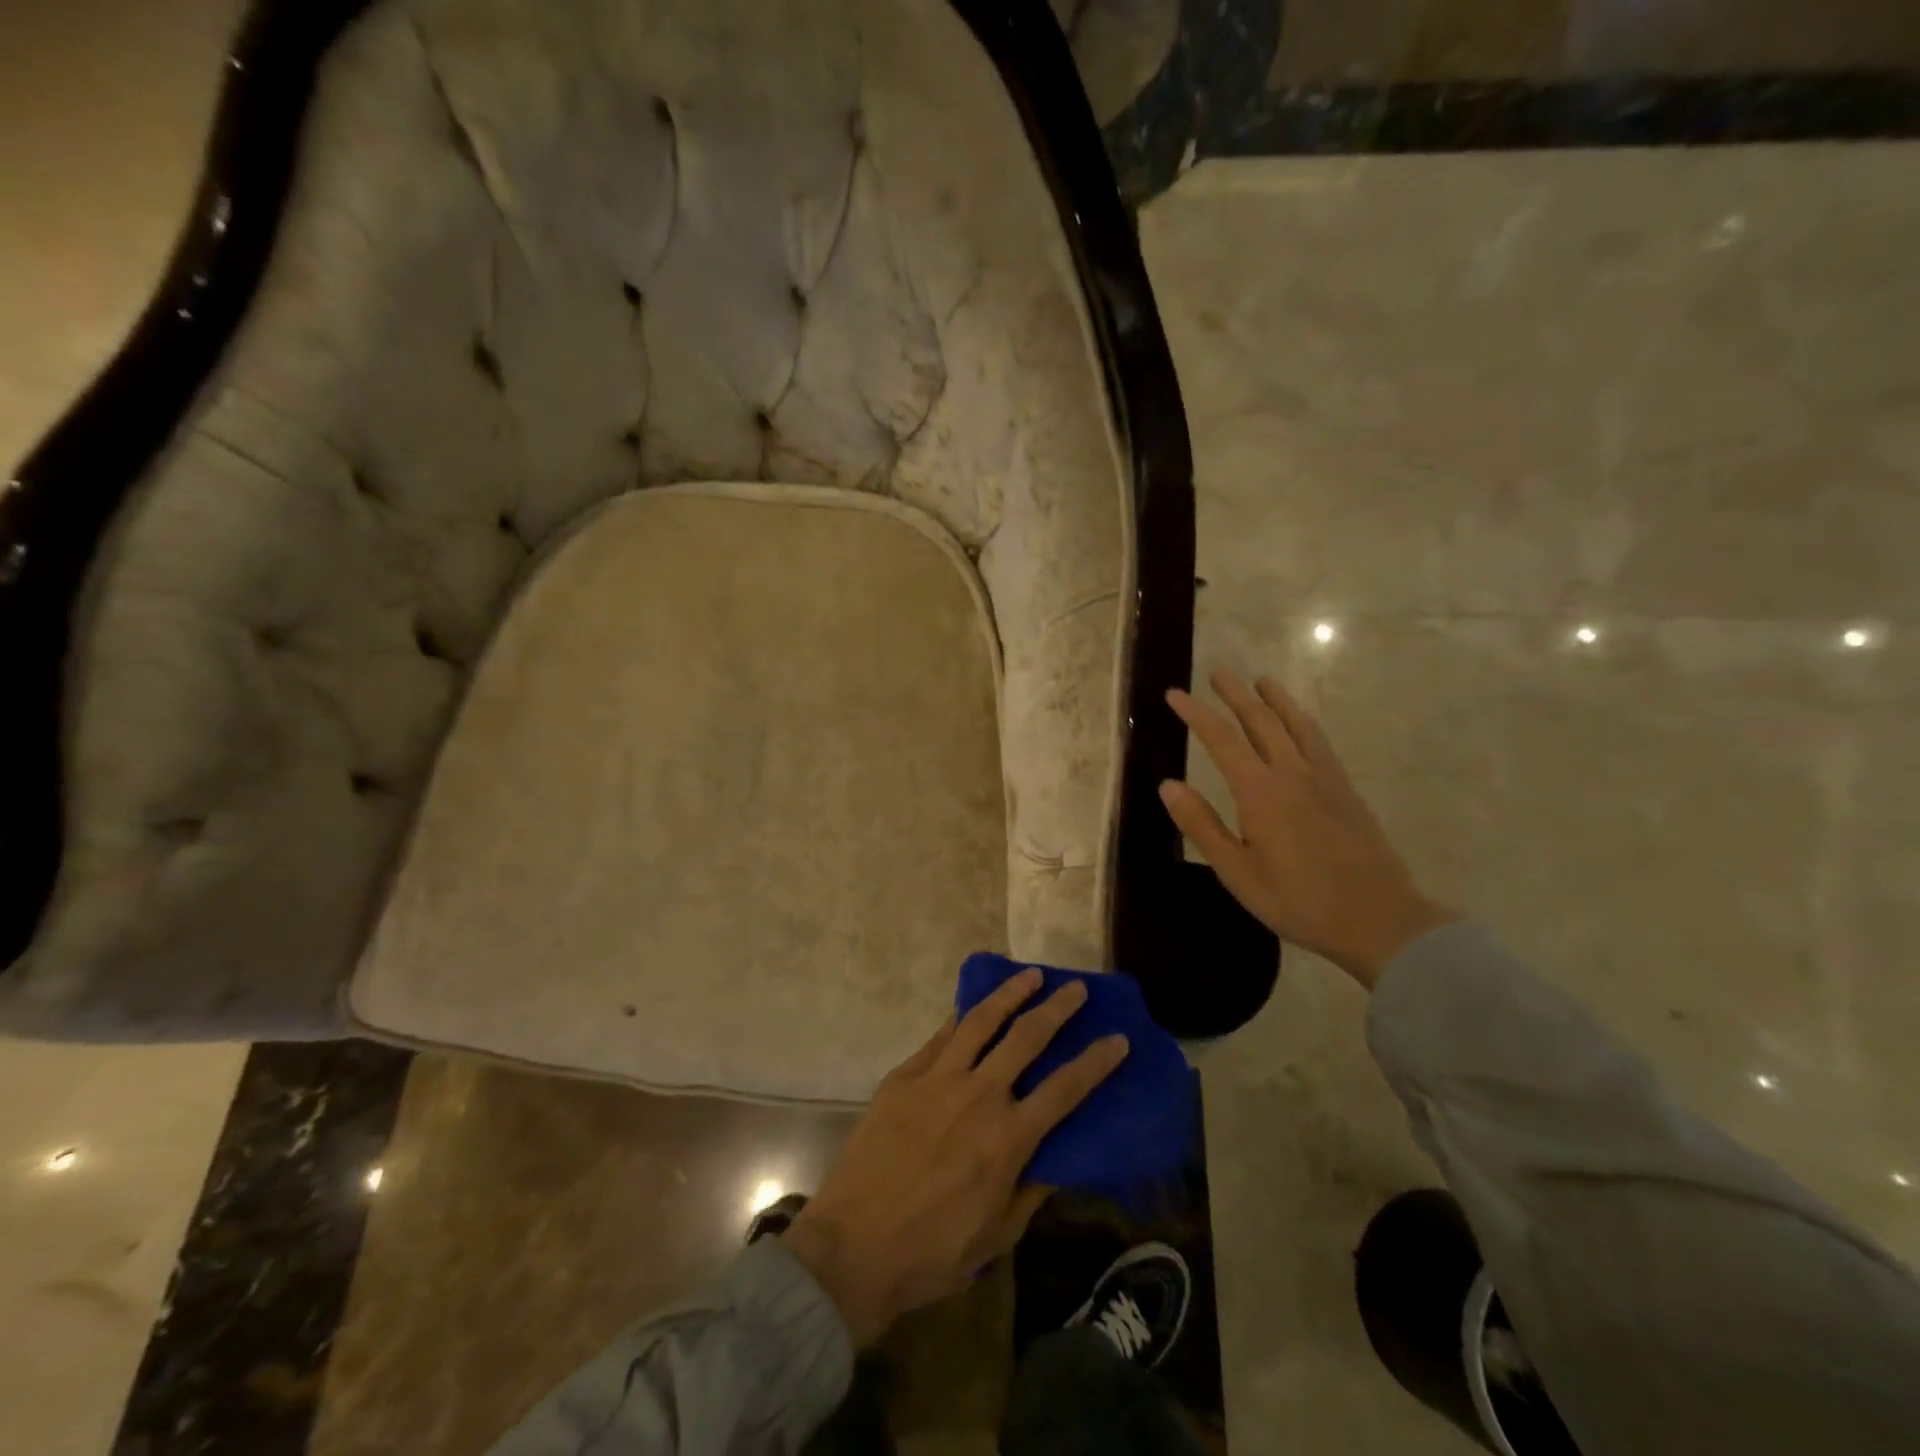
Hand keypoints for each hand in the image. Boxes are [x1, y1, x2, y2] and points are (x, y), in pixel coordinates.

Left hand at [783, 971, 1127, 1344]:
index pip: (1065, 1089)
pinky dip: (961, 1017)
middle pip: (1027, 1038)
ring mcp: (938, 1079)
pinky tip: (972, 1006)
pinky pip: (940, 1037)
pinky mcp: (904, 1076)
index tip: (1118, 1038)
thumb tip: (1056, 1158)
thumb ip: (1030, 1190)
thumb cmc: (932, 1251)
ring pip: (982, 1021)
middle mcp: (979, 1095)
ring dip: (1010, 995)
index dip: (1096, 1062)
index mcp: (1008, 1138)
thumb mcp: (997, 1236)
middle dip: (1057, 1008)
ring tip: (1031, 976)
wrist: (854, 1246)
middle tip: (1076, 988)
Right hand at [1161, 669, 1455, 988]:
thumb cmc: (1298, 901)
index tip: (1175, 694)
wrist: (1378, 919)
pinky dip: (1303, 720)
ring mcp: (1324, 778)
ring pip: (1295, 724)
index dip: (1196, 713)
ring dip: (1275, 698)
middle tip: (1217, 671)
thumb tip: (1168, 784)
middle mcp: (1292, 773)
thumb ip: (1202, 825)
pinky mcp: (1345, 789)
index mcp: (1260, 792)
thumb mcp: (1237, 872)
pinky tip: (1300, 721)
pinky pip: (1320, 740)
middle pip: (1260, 720)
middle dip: (1235, 693)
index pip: (1221, 739)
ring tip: (1261, 680)